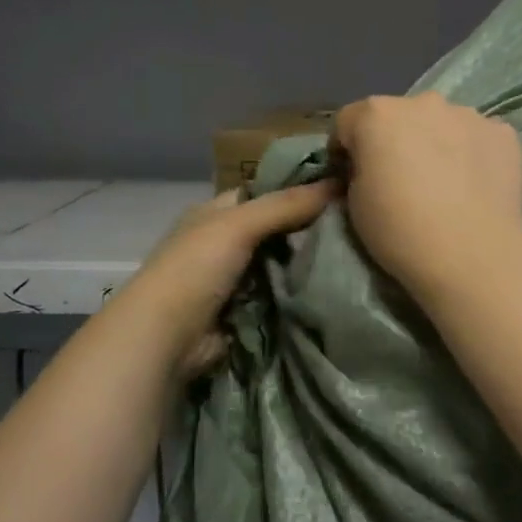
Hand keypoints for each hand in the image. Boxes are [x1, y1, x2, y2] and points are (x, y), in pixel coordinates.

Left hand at [121, 182, 335, 377]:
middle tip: (355, 224)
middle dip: (309, 228)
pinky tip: (332, 287)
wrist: (165, 338)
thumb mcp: (239, 224)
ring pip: (281, 264)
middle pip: (276, 229)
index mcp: (215, 213)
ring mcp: (234, 280)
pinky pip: (280, 295)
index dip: (298, 188)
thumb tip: (339, 182)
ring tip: (354, 254)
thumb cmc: (195, 268)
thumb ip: (286, 204)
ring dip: (307, 264)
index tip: (342, 187)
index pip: (264, 192)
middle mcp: (223, 243)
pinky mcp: (245, 312)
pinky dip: (299, 293)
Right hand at [332, 93, 521, 305]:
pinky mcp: (503, 134)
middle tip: (402, 180)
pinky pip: (478, 138)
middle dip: (395, 141)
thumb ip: (357, 174)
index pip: (348, 121)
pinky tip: (475, 185)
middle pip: (399, 117)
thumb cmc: (400, 231)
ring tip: (445, 184)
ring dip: (437, 143)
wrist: (470, 255)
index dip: (346, 149)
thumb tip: (366, 171)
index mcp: (377, 114)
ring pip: (443, 123)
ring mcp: (468, 115)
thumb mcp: (355, 206)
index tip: (351, 176)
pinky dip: (472, 153)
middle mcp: (423, 102)